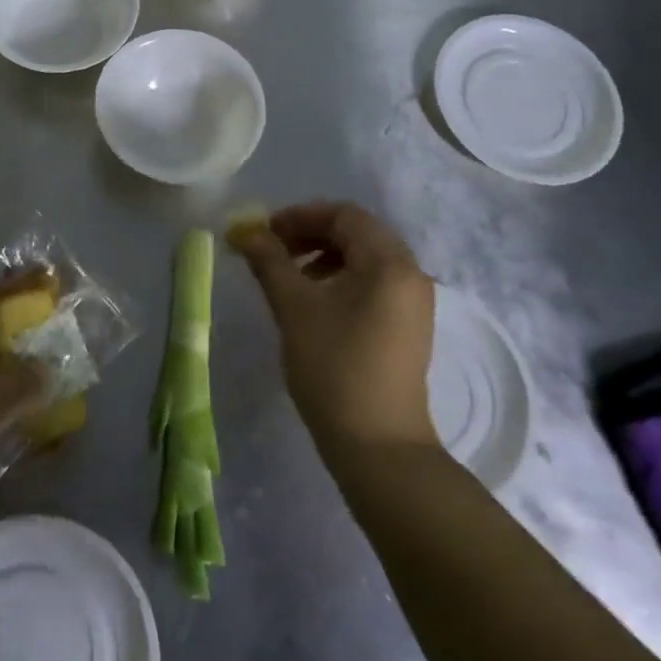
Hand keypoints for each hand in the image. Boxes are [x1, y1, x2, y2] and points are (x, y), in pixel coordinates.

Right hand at [230, 202, 437, 454]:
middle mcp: (410, 273)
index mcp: (388, 261)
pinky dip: (342, 280)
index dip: (300, 216)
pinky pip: (374, 285)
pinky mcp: (409, 327)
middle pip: (358, 233)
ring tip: (290, 280)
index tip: (264, 232)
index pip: (344, 215)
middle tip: (273, 251)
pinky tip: (316, 305)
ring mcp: (414, 302)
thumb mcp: (294, 307)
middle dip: (311, 234)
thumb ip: (269, 261)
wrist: (378, 446)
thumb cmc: (334, 367)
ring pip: (366, 260)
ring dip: (325, 257)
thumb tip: (245, 230)